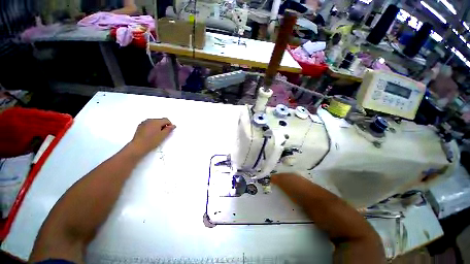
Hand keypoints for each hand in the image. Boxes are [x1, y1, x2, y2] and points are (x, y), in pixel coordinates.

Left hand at [130, 118, 175, 154]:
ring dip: (157, 127)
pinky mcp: (140, 126)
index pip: (166, 120)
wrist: (138, 146)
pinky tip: (151, 135)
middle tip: (163, 134)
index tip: (169, 131)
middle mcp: (150, 120)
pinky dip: (152, 128)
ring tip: (156, 135)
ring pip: (154, 122)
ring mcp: (144, 123)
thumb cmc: (152, 141)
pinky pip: (149, 124)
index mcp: (156, 121)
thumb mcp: (163, 135)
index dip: (170, 125)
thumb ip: (169, 129)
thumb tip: (173, 125)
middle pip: (160, 120)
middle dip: (163, 126)